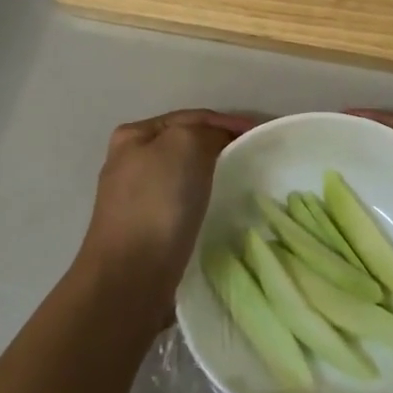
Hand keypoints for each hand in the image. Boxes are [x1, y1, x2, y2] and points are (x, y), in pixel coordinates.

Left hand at [76, 109, 260, 304]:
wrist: (131, 275)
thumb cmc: (157, 202)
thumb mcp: (185, 144)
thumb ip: (206, 131)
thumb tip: (218, 141)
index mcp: (134, 135)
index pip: (192, 117)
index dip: (228, 122)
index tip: (262, 133)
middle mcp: (130, 162)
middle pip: (187, 144)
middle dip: (221, 145)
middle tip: (256, 155)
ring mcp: (136, 198)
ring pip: (186, 174)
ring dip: (214, 173)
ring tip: (244, 179)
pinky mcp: (147, 229)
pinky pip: (185, 203)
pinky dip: (205, 199)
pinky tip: (221, 207)